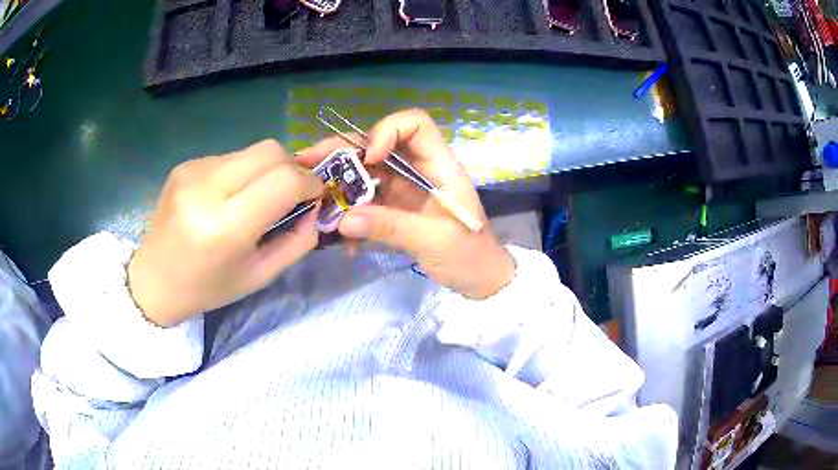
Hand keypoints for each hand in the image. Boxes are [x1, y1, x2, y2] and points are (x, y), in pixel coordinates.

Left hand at [128, 140, 323, 326]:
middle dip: (292, 168)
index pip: (283, 180)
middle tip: (291, 193)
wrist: (154, 280)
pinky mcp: (185, 164)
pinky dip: (243, 172)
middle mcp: (206, 189)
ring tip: (256, 197)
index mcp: (225, 227)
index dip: (308, 183)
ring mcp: (192, 171)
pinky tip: (229, 196)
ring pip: (252, 151)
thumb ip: (297, 241)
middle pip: (271, 151)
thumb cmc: (207, 288)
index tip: (314, 196)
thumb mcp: (260, 276)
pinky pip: (230, 157)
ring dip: (267, 170)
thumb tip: (315, 206)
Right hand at [297, 109, 513, 299]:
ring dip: (337, 183)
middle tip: (307, 163)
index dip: (387, 130)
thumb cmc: (468, 255)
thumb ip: (391, 227)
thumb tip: (343, 219)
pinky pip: (364, 201)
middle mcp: (417, 170)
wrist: (478, 280)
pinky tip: (337, 233)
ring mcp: (403, 189)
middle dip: (342, 152)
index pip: (415, 124)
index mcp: (438, 165)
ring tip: (310, 197)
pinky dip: (348, 212)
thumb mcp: (434, 240)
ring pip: (365, 172)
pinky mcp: (393, 209)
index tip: (368, 158)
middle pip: (377, 144)